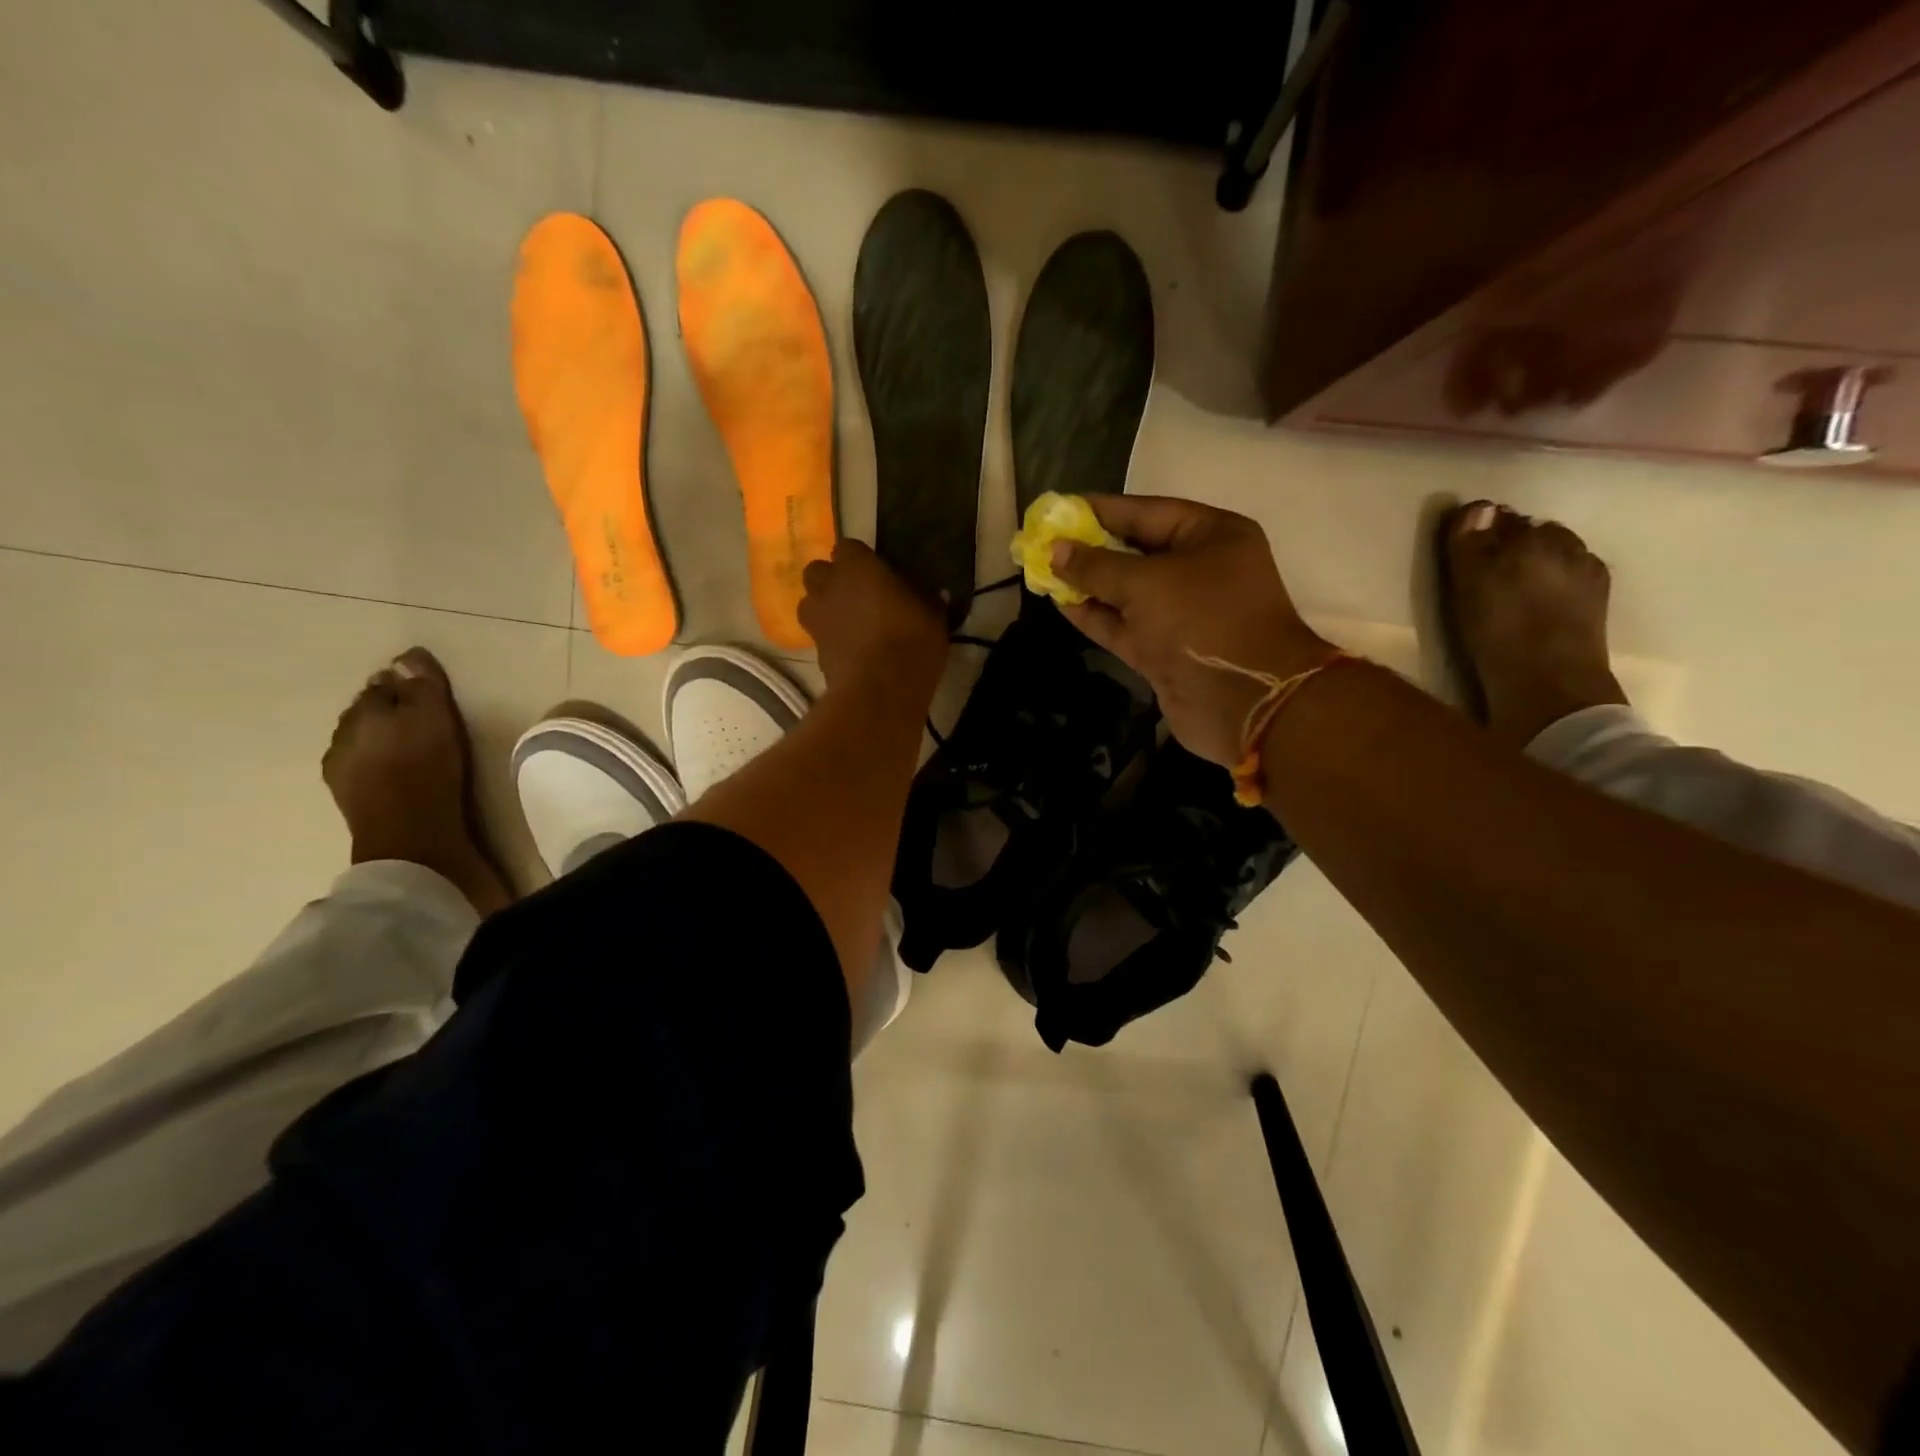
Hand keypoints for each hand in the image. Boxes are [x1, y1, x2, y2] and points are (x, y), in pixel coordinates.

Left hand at [800, 539, 948, 702]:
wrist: (881, 690)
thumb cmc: (912, 640)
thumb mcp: (934, 616)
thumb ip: (929, 601)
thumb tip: (937, 595)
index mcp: (857, 566)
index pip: (848, 547)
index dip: (860, 559)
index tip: (878, 573)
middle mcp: (829, 586)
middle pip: (818, 571)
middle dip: (832, 580)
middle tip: (857, 595)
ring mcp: (816, 619)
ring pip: (810, 603)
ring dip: (825, 608)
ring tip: (849, 623)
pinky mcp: (815, 651)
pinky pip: (819, 636)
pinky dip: (831, 639)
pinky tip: (852, 651)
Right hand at [1051, 496, 1333, 766]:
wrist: (1246, 703)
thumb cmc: (1203, 622)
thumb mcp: (1146, 584)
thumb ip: (1096, 566)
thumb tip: (1055, 551)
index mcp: (1210, 536)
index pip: (1147, 512)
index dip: (1101, 510)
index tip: (1058, 509)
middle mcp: (1198, 570)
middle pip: (1135, 551)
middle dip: (1090, 548)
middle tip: (1043, 541)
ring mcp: (1181, 613)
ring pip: (1125, 592)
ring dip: (1087, 584)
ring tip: (1042, 570)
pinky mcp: (1164, 649)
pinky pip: (1123, 624)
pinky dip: (1094, 614)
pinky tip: (1059, 603)